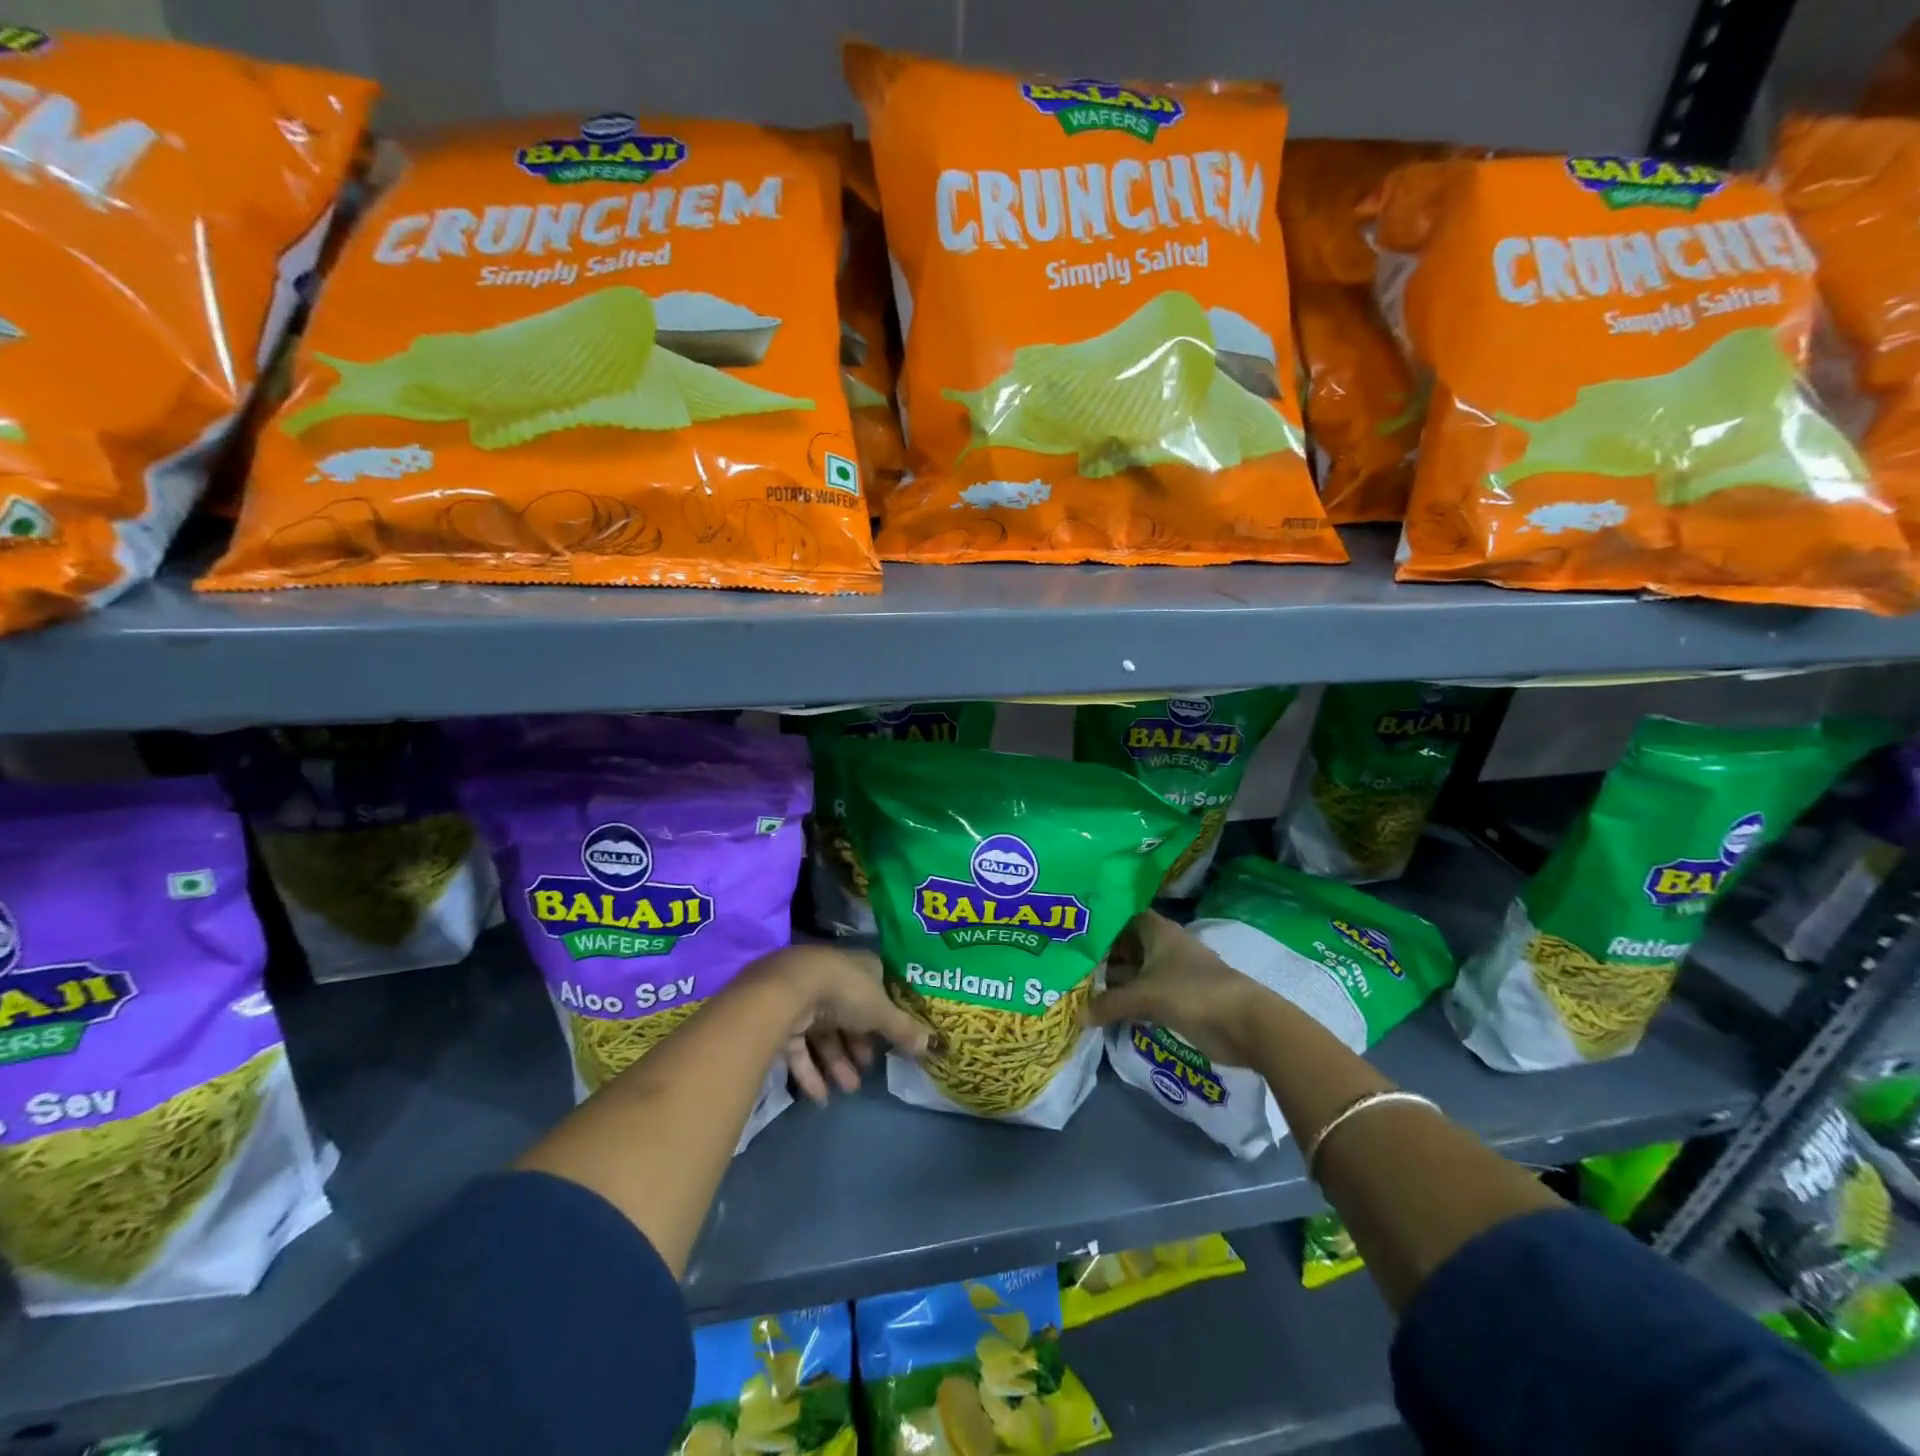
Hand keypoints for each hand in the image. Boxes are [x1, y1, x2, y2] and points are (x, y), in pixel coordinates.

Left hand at [750, 944, 931, 1103]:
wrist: (789, 990)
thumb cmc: (845, 991)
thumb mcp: (882, 1011)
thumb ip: (904, 1030)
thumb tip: (933, 1046)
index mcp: (860, 968)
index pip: (877, 990)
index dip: (885, 1017)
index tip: (893, 1041)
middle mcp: (834, 979)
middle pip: (850, 1016)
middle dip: (859, 1047)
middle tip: (868, 1071)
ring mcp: (806, 998)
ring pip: (825, 1034)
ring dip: (838, 1064)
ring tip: (849, 1089)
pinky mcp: (782, 1018)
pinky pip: (801, 1048)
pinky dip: (811, 1073)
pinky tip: (821, 1098)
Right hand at [1083, 912, 1271, 1066]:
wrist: (1242, 1024)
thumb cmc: (1191, 992)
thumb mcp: (1144, 995)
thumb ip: (1110, 1003)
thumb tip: (1078, 1015)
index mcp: (1158, 931)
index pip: (1123, 917)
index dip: (1101, 922)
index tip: (1074, 931)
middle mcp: (1163, 947)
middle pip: (1126, 946)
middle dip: (1102, 956)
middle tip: (1068, 965)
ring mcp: (1171, 974)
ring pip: (1134, 973)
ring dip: (1113, 982)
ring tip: (1077, 988)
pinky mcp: (1177, 1000)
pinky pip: (1144, 996)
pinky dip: (1127, 1002)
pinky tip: (1103, 1011)